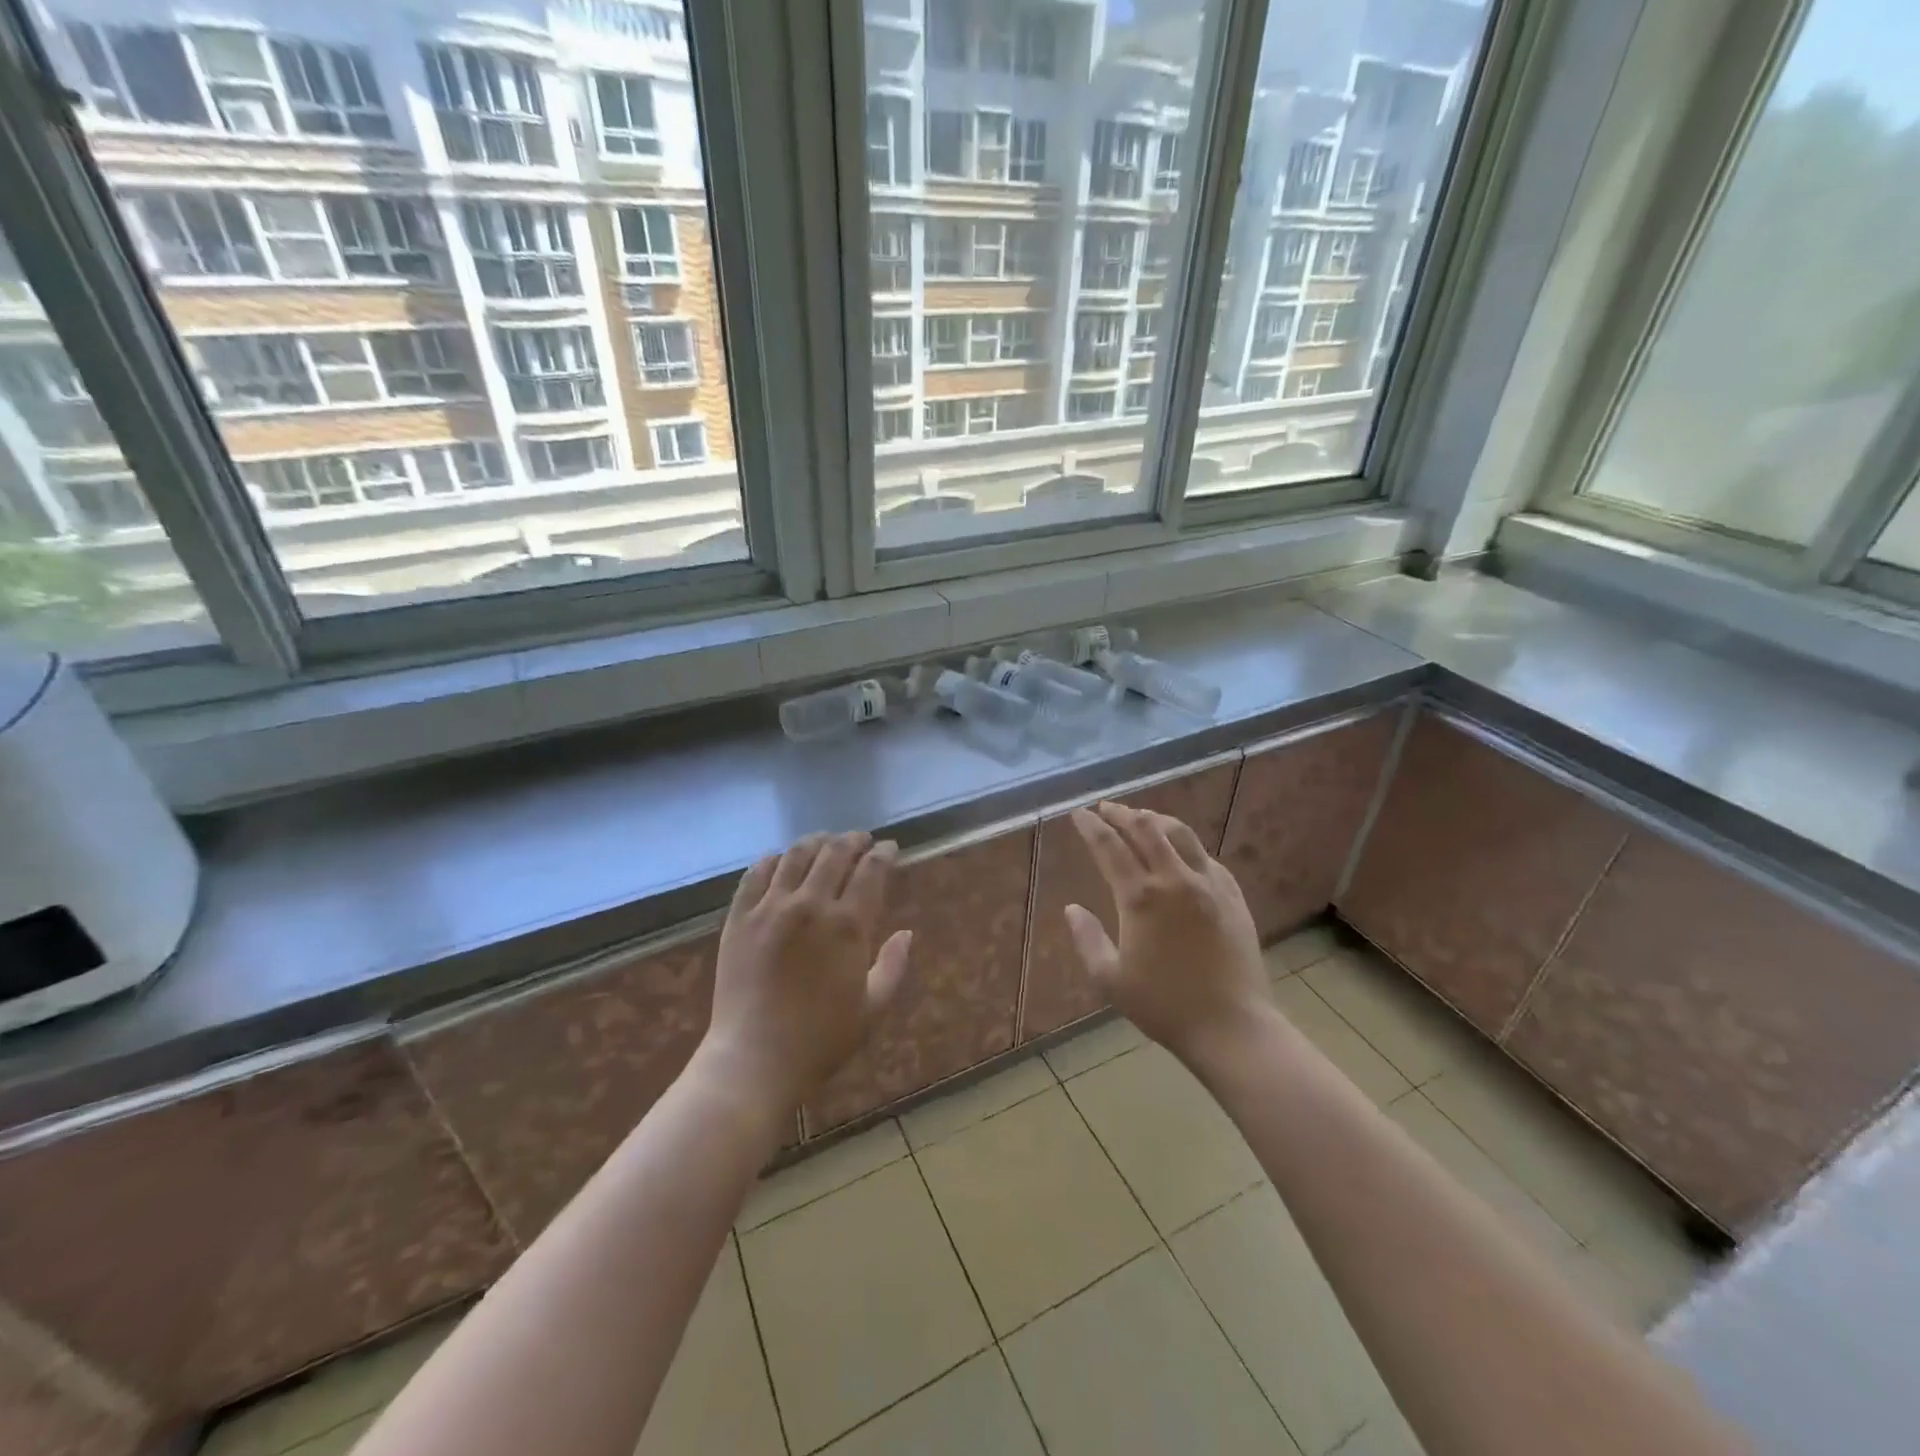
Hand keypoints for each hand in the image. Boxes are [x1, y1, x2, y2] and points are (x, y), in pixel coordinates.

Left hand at [704, 831, 913, 1112]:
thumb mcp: (872, 1008)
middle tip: (861, 840)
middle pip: (835, 853)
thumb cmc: (821, 1039)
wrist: (753, 1060)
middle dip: (853, 840)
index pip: (871, 870)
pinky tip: (780, 859)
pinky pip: (756, 874)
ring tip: (824, 841)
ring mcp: (770, 908)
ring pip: (796, 855)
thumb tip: (907, 933)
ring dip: (816, 842)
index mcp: (848, 925)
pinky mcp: (739, 917)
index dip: (884, 853)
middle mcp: (810, 905)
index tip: (890, 848)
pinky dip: (773, 859)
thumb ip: (893, 965)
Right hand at [1065, 803, 1271, 1066]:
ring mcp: (1208, 884)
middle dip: (1121, 813)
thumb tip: (1071, 909)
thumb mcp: (1110, 979)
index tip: (1078, 814)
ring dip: (1155, 819)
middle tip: (1105, 808)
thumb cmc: (1164, 1005)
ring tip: (1141, 817)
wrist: (1232, 1026)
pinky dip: (1185, 844)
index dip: (1091, 826)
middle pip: (1145, 829)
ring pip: (1180, 834)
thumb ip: (1087, 939)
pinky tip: (1180, 850)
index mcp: (1140, 897)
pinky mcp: (1232, 895)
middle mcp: (1175, 879)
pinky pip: (1206, 856)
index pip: (1109, 846)